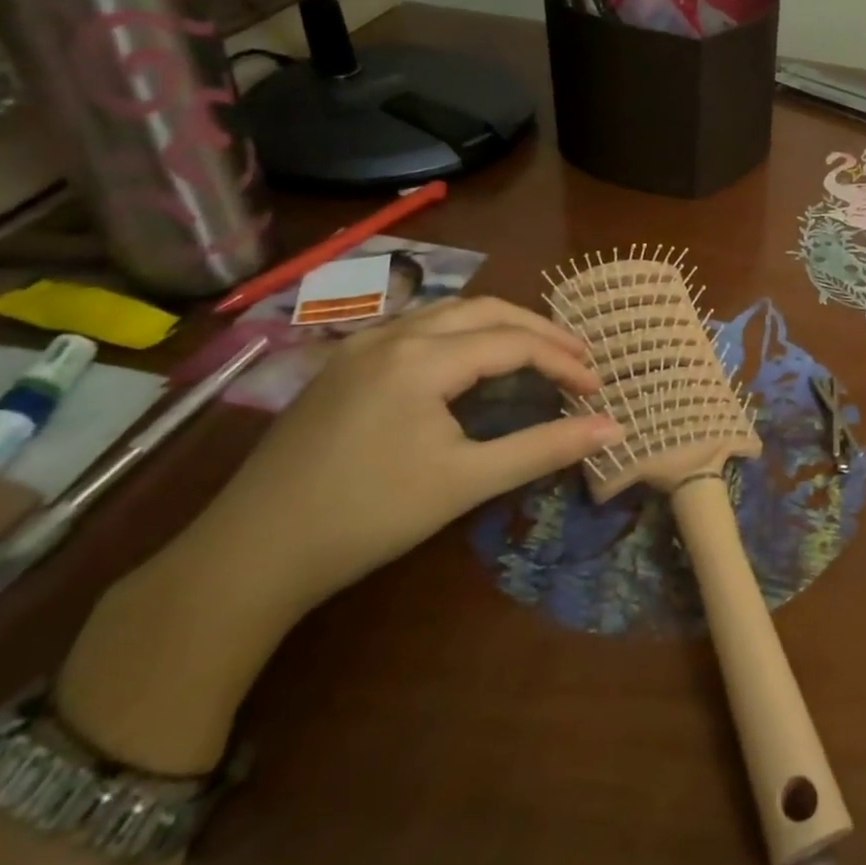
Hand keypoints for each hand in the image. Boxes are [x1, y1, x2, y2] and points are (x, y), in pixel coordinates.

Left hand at [180, 296, 619, 619]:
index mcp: (423, 357)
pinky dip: (461, 334)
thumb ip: (544, 447)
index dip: (563, 361)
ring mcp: (361, 345)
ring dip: (500, 326)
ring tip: (536, 353)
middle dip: (539, 330)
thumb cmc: (369, 515)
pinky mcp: (342, 365)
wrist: (251, 554)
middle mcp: (393, 334)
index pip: (514, 343)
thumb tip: (615, 430)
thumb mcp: (466, 482)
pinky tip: (469, 364)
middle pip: (485, 310)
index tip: (597, 389)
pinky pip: (418, 328)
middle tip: (578, 358)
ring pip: (448, 313)